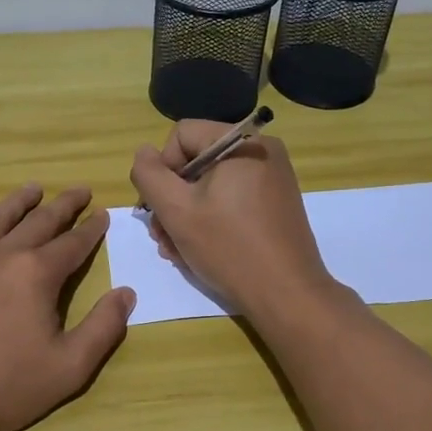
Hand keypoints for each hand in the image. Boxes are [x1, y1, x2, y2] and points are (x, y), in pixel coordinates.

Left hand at [0, 183, 135, 430]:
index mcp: (37, 274)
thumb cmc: (2, 387)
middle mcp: (2, 255)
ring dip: (18, 202)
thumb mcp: (68, 368)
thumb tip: (126, 293)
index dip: (91, 228)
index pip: (73, 243)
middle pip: (39, 221)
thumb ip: (103, 329)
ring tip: (33, 189)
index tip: (102, 213)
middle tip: (79, 190)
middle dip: (64, 205)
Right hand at [129, 124, 340, 320]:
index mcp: (242, 142)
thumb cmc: (228, 247)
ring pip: (211, 184)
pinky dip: (211, 218)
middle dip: (172, 198)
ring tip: (176, 249)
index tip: (161, 208)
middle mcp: (262, 150)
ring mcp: (272, 178)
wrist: (287, 295)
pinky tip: (199, 249)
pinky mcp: (276, 203)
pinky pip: (232, 198)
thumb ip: (149, 175)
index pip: (181, 135)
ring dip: (187, 214)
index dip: (162, 169)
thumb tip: (144, 153)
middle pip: (196, 161)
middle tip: (162, 236)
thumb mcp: (176, 210)